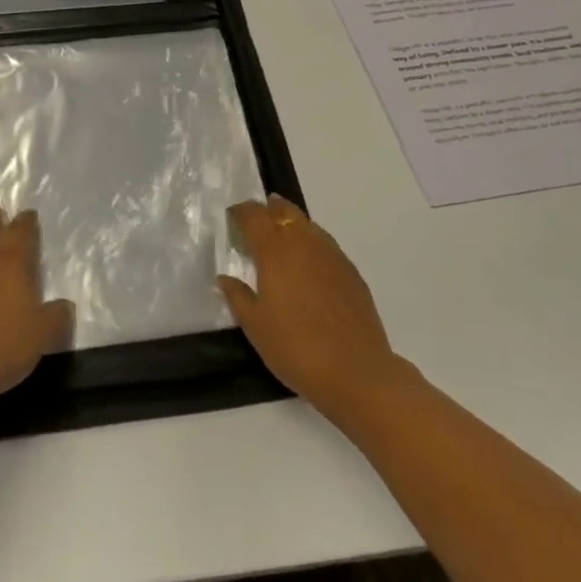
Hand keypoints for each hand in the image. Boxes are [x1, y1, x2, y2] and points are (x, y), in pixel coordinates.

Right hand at [220, 195, 408, 421]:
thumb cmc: (295, 348)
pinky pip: (326, 245)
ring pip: (308, 225)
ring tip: (281, 238)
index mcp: (275, 250)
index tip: (232, 216)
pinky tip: (308, 265)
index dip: (241, 212)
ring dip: (292, 224)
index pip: (254, 216)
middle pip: (285, 211)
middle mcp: (304, 242)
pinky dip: (311, 244)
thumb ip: (237, 296)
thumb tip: (225, 278)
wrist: (356, 371)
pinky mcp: (351, 272)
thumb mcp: (255, 325)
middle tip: (256, 220)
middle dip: (268, 210)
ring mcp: (332, 255)